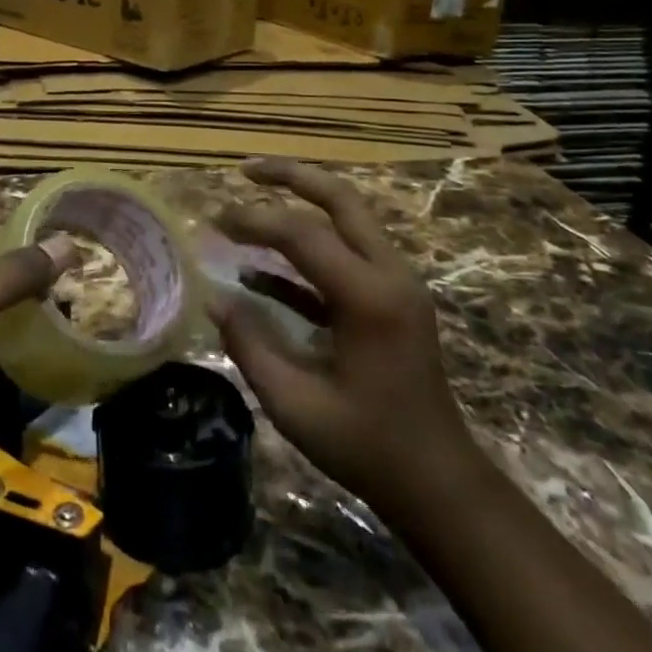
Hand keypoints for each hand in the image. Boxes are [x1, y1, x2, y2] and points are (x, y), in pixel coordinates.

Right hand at [212, 159, 472, 512]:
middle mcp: (390, 275)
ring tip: (251, 199)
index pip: (303, 234)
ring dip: (302, 203)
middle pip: (341, 199)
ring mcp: (396, 283)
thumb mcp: (295, 404)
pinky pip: (347, 256)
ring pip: (348, 219)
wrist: (437, 481)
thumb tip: (213, 298)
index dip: (253, 221)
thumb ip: (250, 345)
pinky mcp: (392, 299)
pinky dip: (308, 251)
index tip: (214, 221)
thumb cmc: (367, 447)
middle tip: (245, 170)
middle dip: (292, 176)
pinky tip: (261, 272)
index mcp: (369, 298)